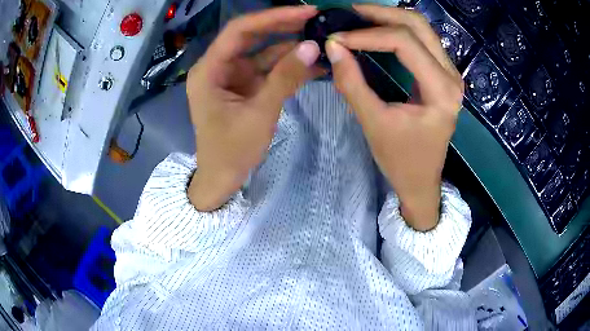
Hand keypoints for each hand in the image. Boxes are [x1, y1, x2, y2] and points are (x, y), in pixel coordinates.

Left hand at [187, 6, 322, 210]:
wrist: (222, 178)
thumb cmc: (232, 151)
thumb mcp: (260, 113)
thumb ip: (285, 78)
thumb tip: (313, 47)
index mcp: (209, 70)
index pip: (239, 31)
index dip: (272, 17)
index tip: (304, 12)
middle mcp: (218, 66)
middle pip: (251, 36)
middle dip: (283, 26)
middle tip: (315, 19)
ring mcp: (232, 75)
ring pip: (262, 51)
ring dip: (290, 46)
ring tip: (320, 37)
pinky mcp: (244, 85)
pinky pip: (267, 69)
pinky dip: (288, 66)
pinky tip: (313, 61)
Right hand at [325, 4, 463, 230]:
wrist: (421, 181)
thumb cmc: (401, 160)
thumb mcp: (373, 123)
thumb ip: (352, 82)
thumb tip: (333, 45)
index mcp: (442, 90)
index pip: (405, 43)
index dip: (368, 34)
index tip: (338, 38)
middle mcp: (452, 75)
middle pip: (418, 25)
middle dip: (381, 14)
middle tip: (349, 14)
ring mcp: (450, 73)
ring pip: (422, 28)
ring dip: (389, 18)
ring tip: (359, 19)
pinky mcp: (442, 75)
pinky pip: (422, 40)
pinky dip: (397, 30)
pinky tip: (377, 31)